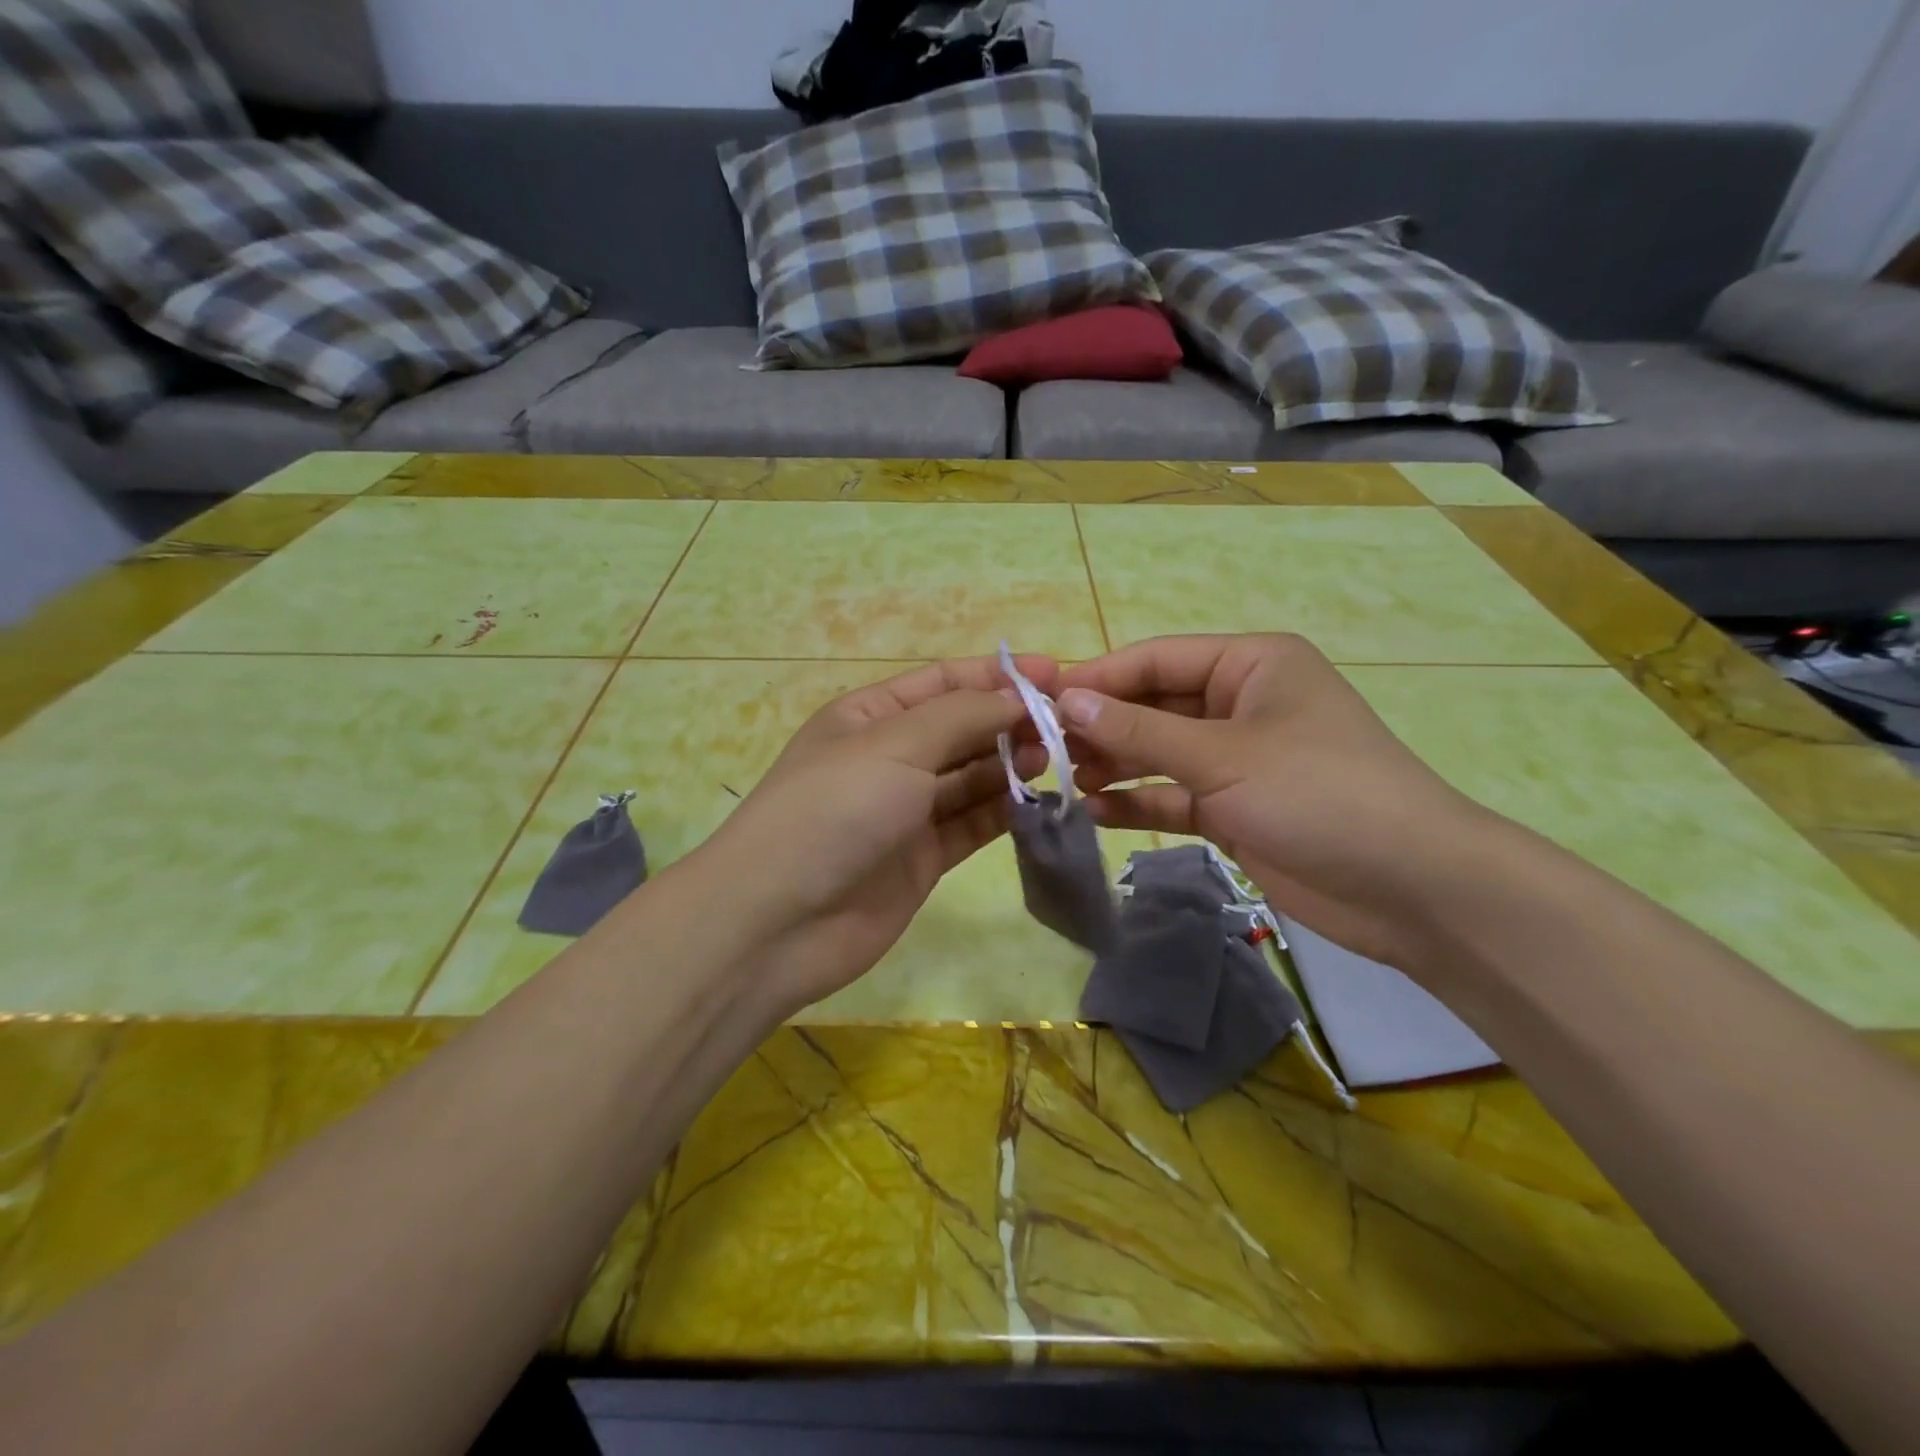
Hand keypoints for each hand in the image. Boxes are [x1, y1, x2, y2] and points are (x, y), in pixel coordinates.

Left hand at [694, 656, 1055, 1015]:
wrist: (777, 921)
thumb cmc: (833, 810)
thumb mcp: (895, 744)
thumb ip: (962, 717)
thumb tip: (1017, 697)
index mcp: (870, 716)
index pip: (944, 682)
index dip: (998, 675)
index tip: (1056, 674)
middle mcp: (890, 758)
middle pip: (962, 729)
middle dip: (1010, 721)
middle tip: (1068, 726)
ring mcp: (905, 811)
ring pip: (971, 778)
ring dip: (1011, 765)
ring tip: (1055, 759)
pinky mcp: (922, 859)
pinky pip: (971, 825)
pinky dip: (1003, 812)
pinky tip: (1039, 801)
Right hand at [1057, 634, 1495, 971]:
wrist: (1410, 889)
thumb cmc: (1318, 794)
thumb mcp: (1222, 756)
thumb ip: (1139, 732)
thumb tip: (1066, 700)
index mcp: (1250, 665)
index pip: (1156, 660)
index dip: (1097, 678)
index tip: (1039, 699)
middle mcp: (1240, 704)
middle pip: (1154, 707)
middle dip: (1102, 727)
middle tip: (1043, 748)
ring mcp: (1237, 760)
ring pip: (1159, 754)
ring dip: (1115, 766)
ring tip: (1063, 781)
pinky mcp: (1235, 808)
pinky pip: (1174, 796)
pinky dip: (1139, 802)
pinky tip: (1095, 812)